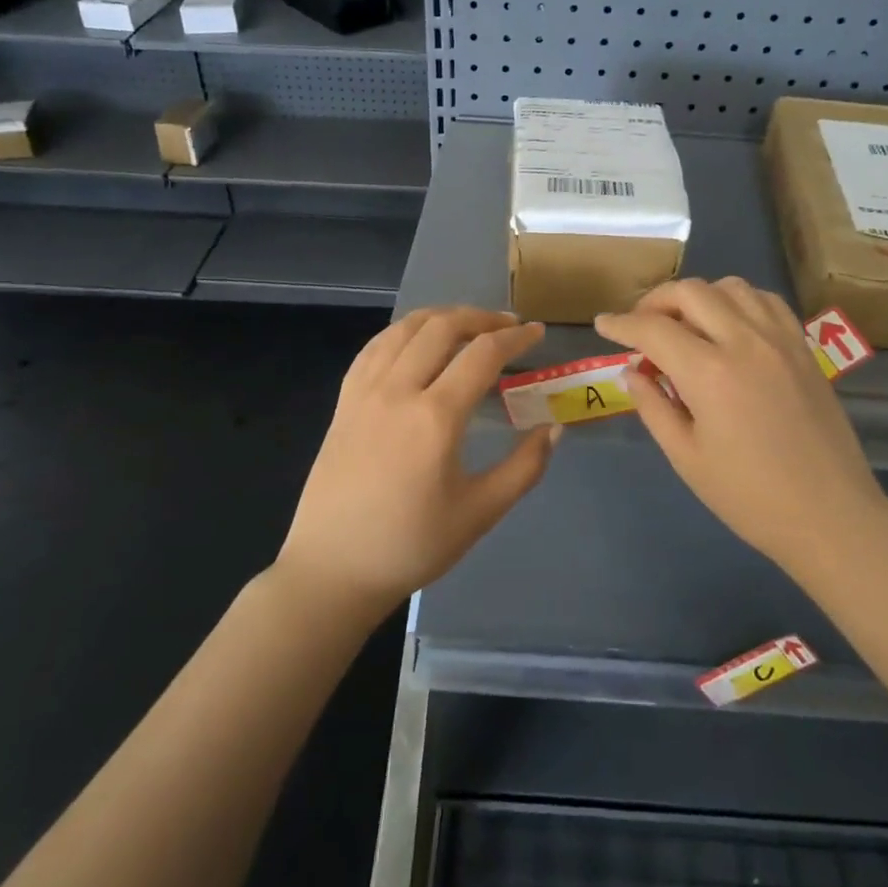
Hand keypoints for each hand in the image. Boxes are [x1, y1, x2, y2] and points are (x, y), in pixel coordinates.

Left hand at [277, 307, 559, 614]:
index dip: (515, 337)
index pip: (482, 354)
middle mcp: (397, 390)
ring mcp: (364, 392)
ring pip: (405, 329)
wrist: (333, 568)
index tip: (537, 332)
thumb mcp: (480, 513)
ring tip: (467, 326)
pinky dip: (403, 332)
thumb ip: (524, 468)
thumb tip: (554, 428)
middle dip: (480, 317)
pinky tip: (416, 341)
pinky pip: (375, 347)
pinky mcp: (344, 401)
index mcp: (435, 417)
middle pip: (442, 327)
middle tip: (507, 326)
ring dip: (441, 317)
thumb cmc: (411, 545)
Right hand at [596, 277, 887, 572]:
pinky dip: (738, 301)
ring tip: (684, 324)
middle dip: (655, 301)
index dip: (620, 324)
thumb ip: (653, 406)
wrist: (830, 516)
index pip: (653, 329)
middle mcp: (745, 342)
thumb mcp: (686, 457)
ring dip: (698, 297)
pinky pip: (766, 301)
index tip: (602, 325)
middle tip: (640, 327)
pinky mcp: (803, 348)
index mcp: (709, 373)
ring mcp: (780, 340)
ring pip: (730, 287)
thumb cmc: (749, 497)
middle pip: (690, 292)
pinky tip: (729, 326)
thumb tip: (632, 372)